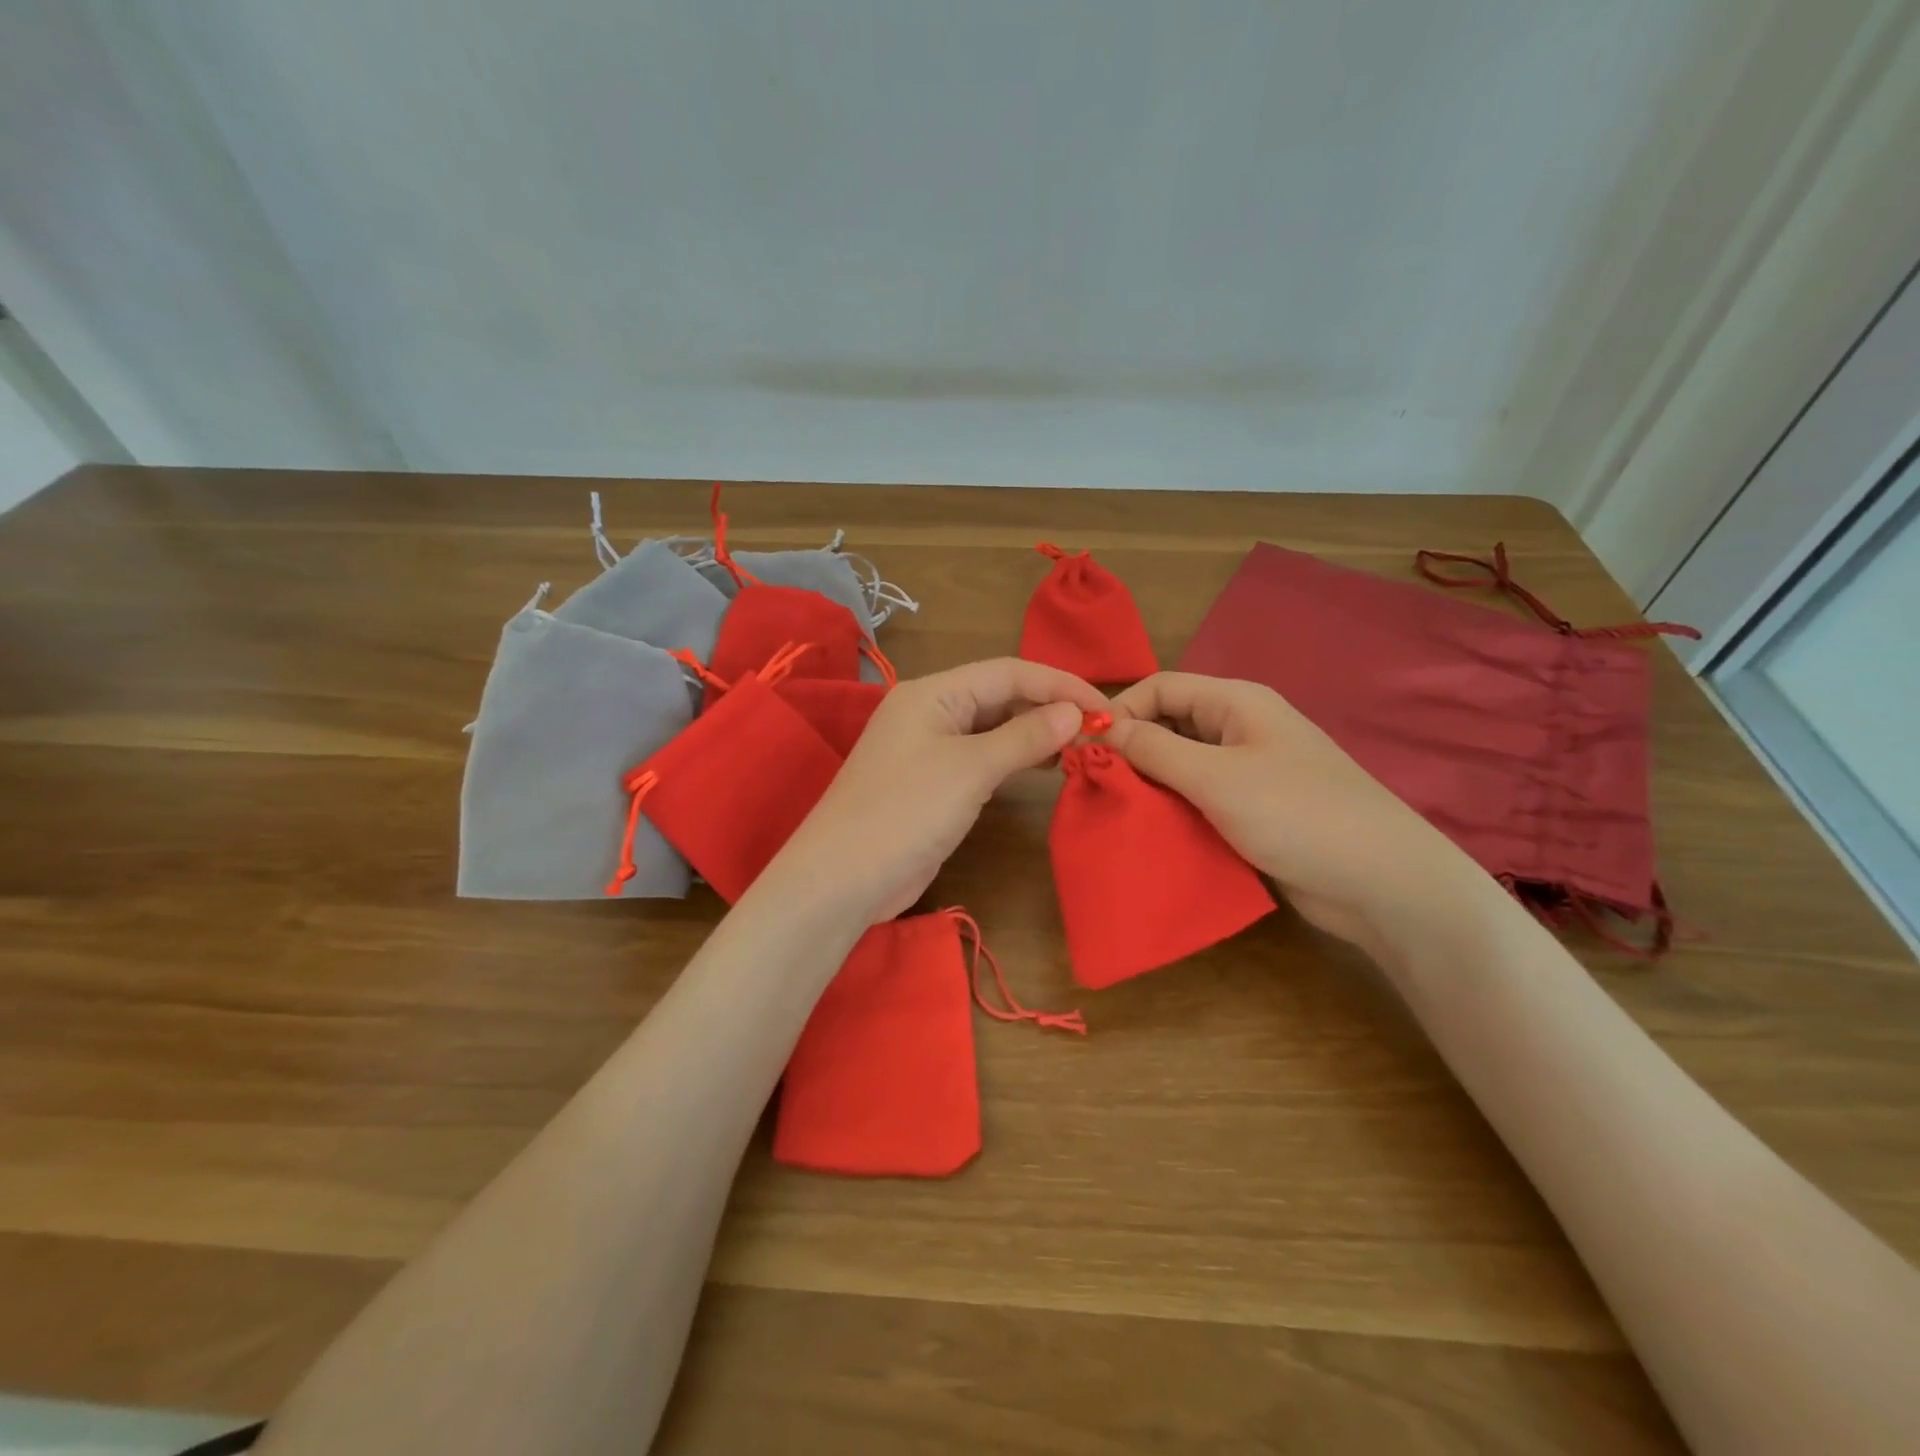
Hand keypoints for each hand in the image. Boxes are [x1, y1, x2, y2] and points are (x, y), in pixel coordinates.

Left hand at [769, 658, 1108, 924]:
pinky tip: (1044, 768)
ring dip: (1035, 734)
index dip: (1059, 685)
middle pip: (1000, 696)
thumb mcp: (971, 769)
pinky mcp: (933, 784)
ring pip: (993, 728)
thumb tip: (1074, 711)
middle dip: (1049, 709)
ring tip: (1081, 747)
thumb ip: (1025, 736)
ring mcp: (929, 749)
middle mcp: (930, 712)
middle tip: (1100, 731)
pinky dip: (1014, 760)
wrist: (843, 879)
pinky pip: (982, 758)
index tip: (1105, 707)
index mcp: (933, 692)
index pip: (1008, 672)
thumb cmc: (906, 811)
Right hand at [1106, 672, 1485, 949]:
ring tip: (1112, 808)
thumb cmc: (1296, 813)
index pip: (1161, 687)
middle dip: (1130, 749)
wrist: (1381, 883)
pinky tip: (1147, 830)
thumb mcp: (1216, 777)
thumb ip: (1154, 749)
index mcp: (1237, 703)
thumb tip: (1101, 726)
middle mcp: (1241, 729)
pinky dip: (1172, 809)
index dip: (1120, 708)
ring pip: (1181, 765)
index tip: (1084, 747)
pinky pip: (1199, 799)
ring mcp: (1249, 772)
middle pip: (1170, 724)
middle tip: (1093, 782)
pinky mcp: (1253, 811)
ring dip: (1148, 784)